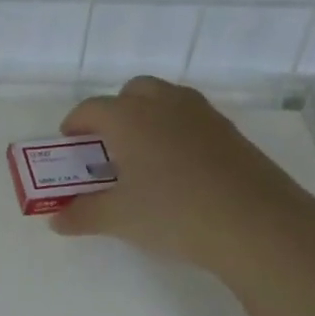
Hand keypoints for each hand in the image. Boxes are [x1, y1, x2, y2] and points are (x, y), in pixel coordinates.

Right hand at [51, 76, 314, 279]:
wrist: (256, 224)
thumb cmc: (173, 213)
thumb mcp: (118, 219)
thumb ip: (83, 215)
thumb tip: (58, 220)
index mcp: (129, 117)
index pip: (91, 109)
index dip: (75, 124)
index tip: (70, 144)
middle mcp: (164, 104)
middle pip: (133, 91)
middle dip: (116, 111)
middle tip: (110, 146)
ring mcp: (202, 115)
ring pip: (167, 100)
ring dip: (150, 117)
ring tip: (145, 156)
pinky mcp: (231, 132)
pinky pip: (193, 121)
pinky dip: (178, 133)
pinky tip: (181, 170)